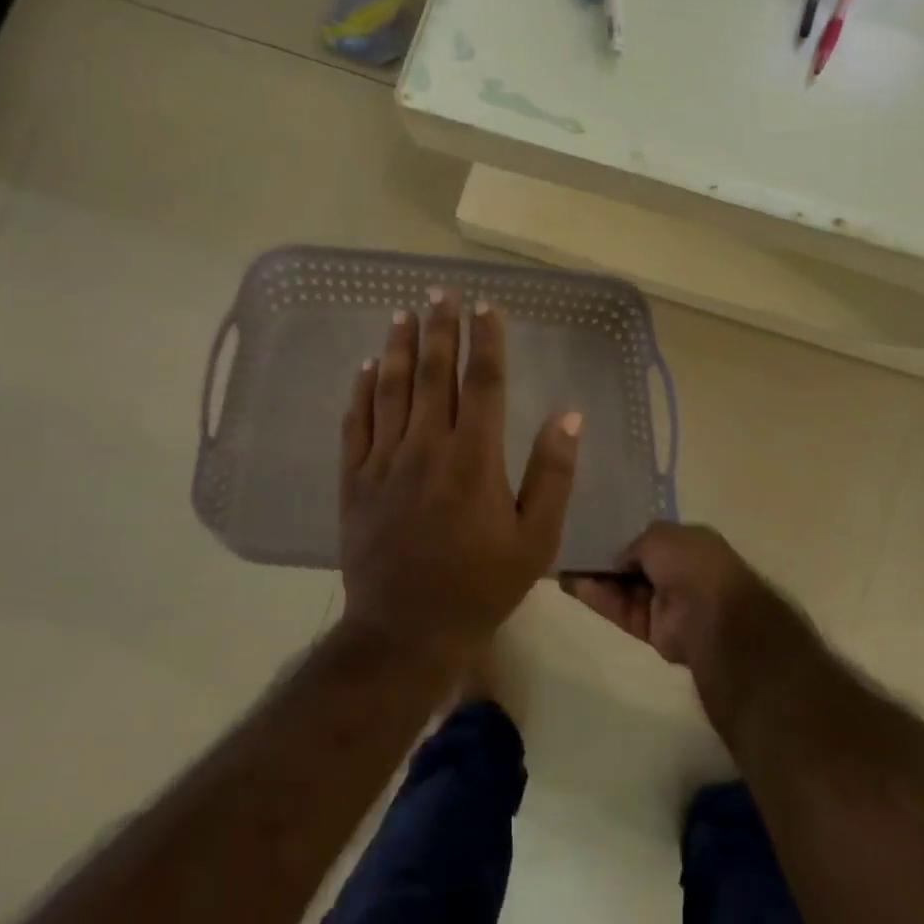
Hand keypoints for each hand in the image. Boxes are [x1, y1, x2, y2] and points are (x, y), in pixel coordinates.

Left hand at [340, 291, 581, 659]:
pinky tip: (365, 366)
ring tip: (403, 313)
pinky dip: (361, 391)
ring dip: (398, 347)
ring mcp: (384, 462)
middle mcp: (426, 448)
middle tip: (441, 292)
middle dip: (439, 328)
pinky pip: (355, 424)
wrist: (405, 631)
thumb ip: (553, 474)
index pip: (482, 382)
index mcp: (474, 459)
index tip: (486, 306)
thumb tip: (568, 414)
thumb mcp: (536, 540)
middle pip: (432, 374)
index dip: (485, 340)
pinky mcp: (354, 481)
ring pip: (390, 389)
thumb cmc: (480, 586)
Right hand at [560, 522, 765, 669]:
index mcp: (687, 544)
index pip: (650, 538)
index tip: (595, 529)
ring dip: (594, 577)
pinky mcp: (649, 629)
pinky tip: (571, 584)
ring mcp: (663, 602)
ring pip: (622, 588)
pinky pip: (619, 609)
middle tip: (570, 547)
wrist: (710, 615)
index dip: (623, 535)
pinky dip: (597, 598)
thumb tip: (618, 559)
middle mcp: (676, 572)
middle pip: (632, 564)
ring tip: (562, 564)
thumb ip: (633, 543)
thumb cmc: (691, 563)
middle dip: (605, 557)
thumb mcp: (660, 534)